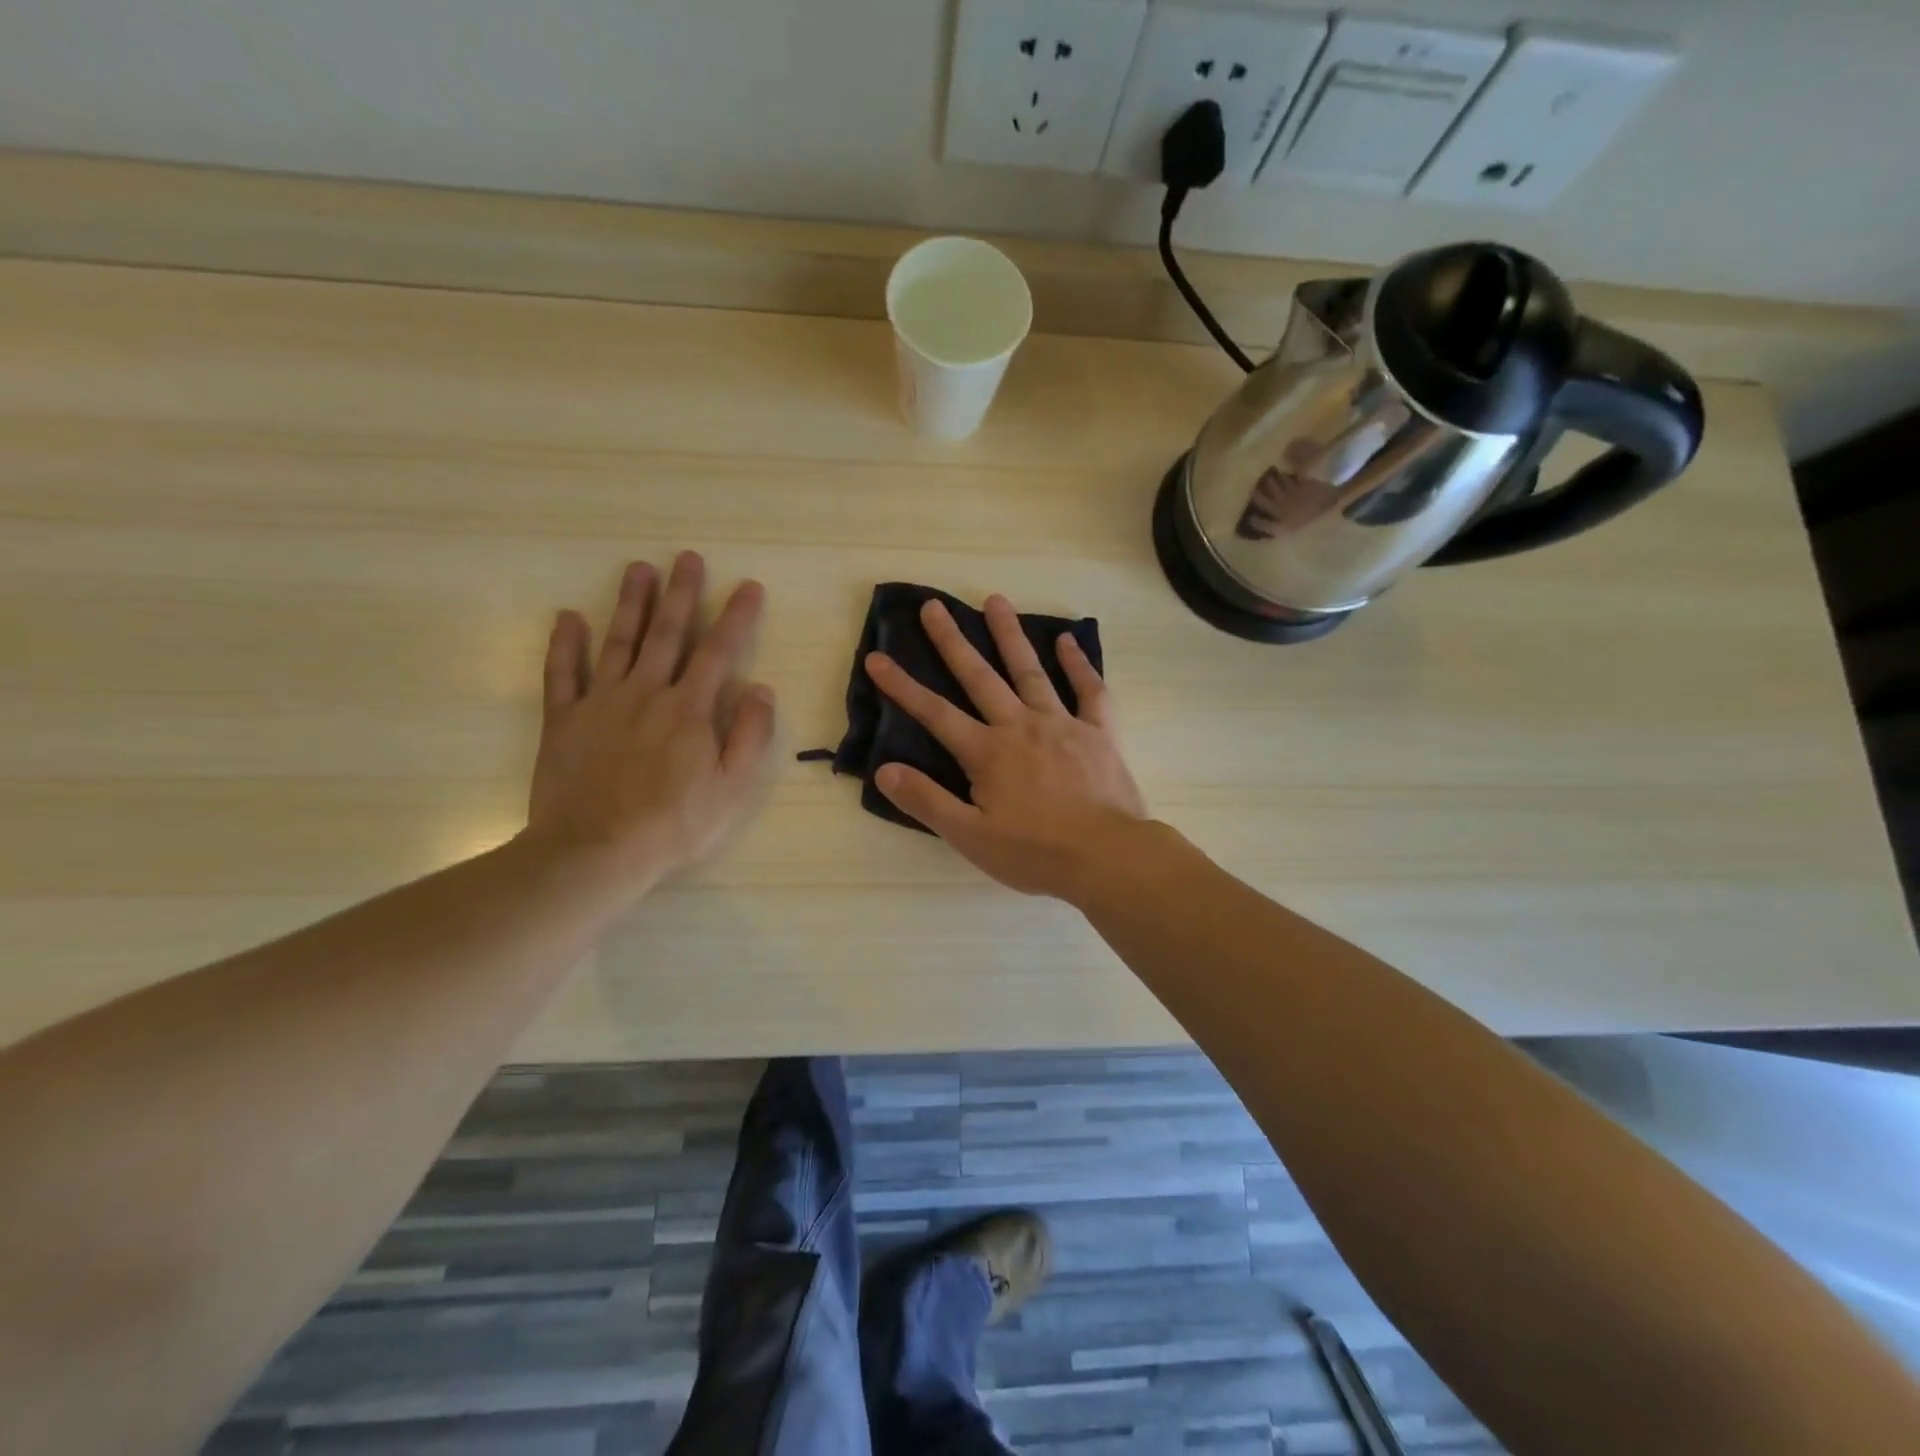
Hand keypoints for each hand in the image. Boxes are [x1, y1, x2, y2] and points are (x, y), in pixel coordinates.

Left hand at [524, 552, 774, 892]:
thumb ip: (751, 735)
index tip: (749, 586)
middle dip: (682, 594)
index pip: (719, 651)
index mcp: (690, 709)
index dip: (736, 616)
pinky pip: (562, 673)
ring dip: (631, 603)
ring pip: (618, 641)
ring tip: (639, 569)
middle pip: (667, 634)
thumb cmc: (674, 824)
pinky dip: (564, 644)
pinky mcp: (563, 720)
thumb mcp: (732, 788)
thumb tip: (762, 689)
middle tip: (687, 558)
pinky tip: (569, 618)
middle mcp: (646, 693)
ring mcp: (600, 703)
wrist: (595, 851)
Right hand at [865, 595, 1147, 900]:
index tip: (877, 658)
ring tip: (996, 600)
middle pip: (980, 677)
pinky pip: (1089, 690)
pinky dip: (1078, 664)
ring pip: (1030, 671)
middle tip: (934, 605)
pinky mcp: (1099, 732)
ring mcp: (1062, 724)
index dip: (903, 686)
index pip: (935, 713)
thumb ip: (927, 801)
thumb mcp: (971, 836)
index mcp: (987, 752)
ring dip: (1010, 635)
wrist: (1107, 857)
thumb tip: (884, 770)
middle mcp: (1021, 726)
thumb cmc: (1035, 852)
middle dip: (953, 641)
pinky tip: (1068, 640)